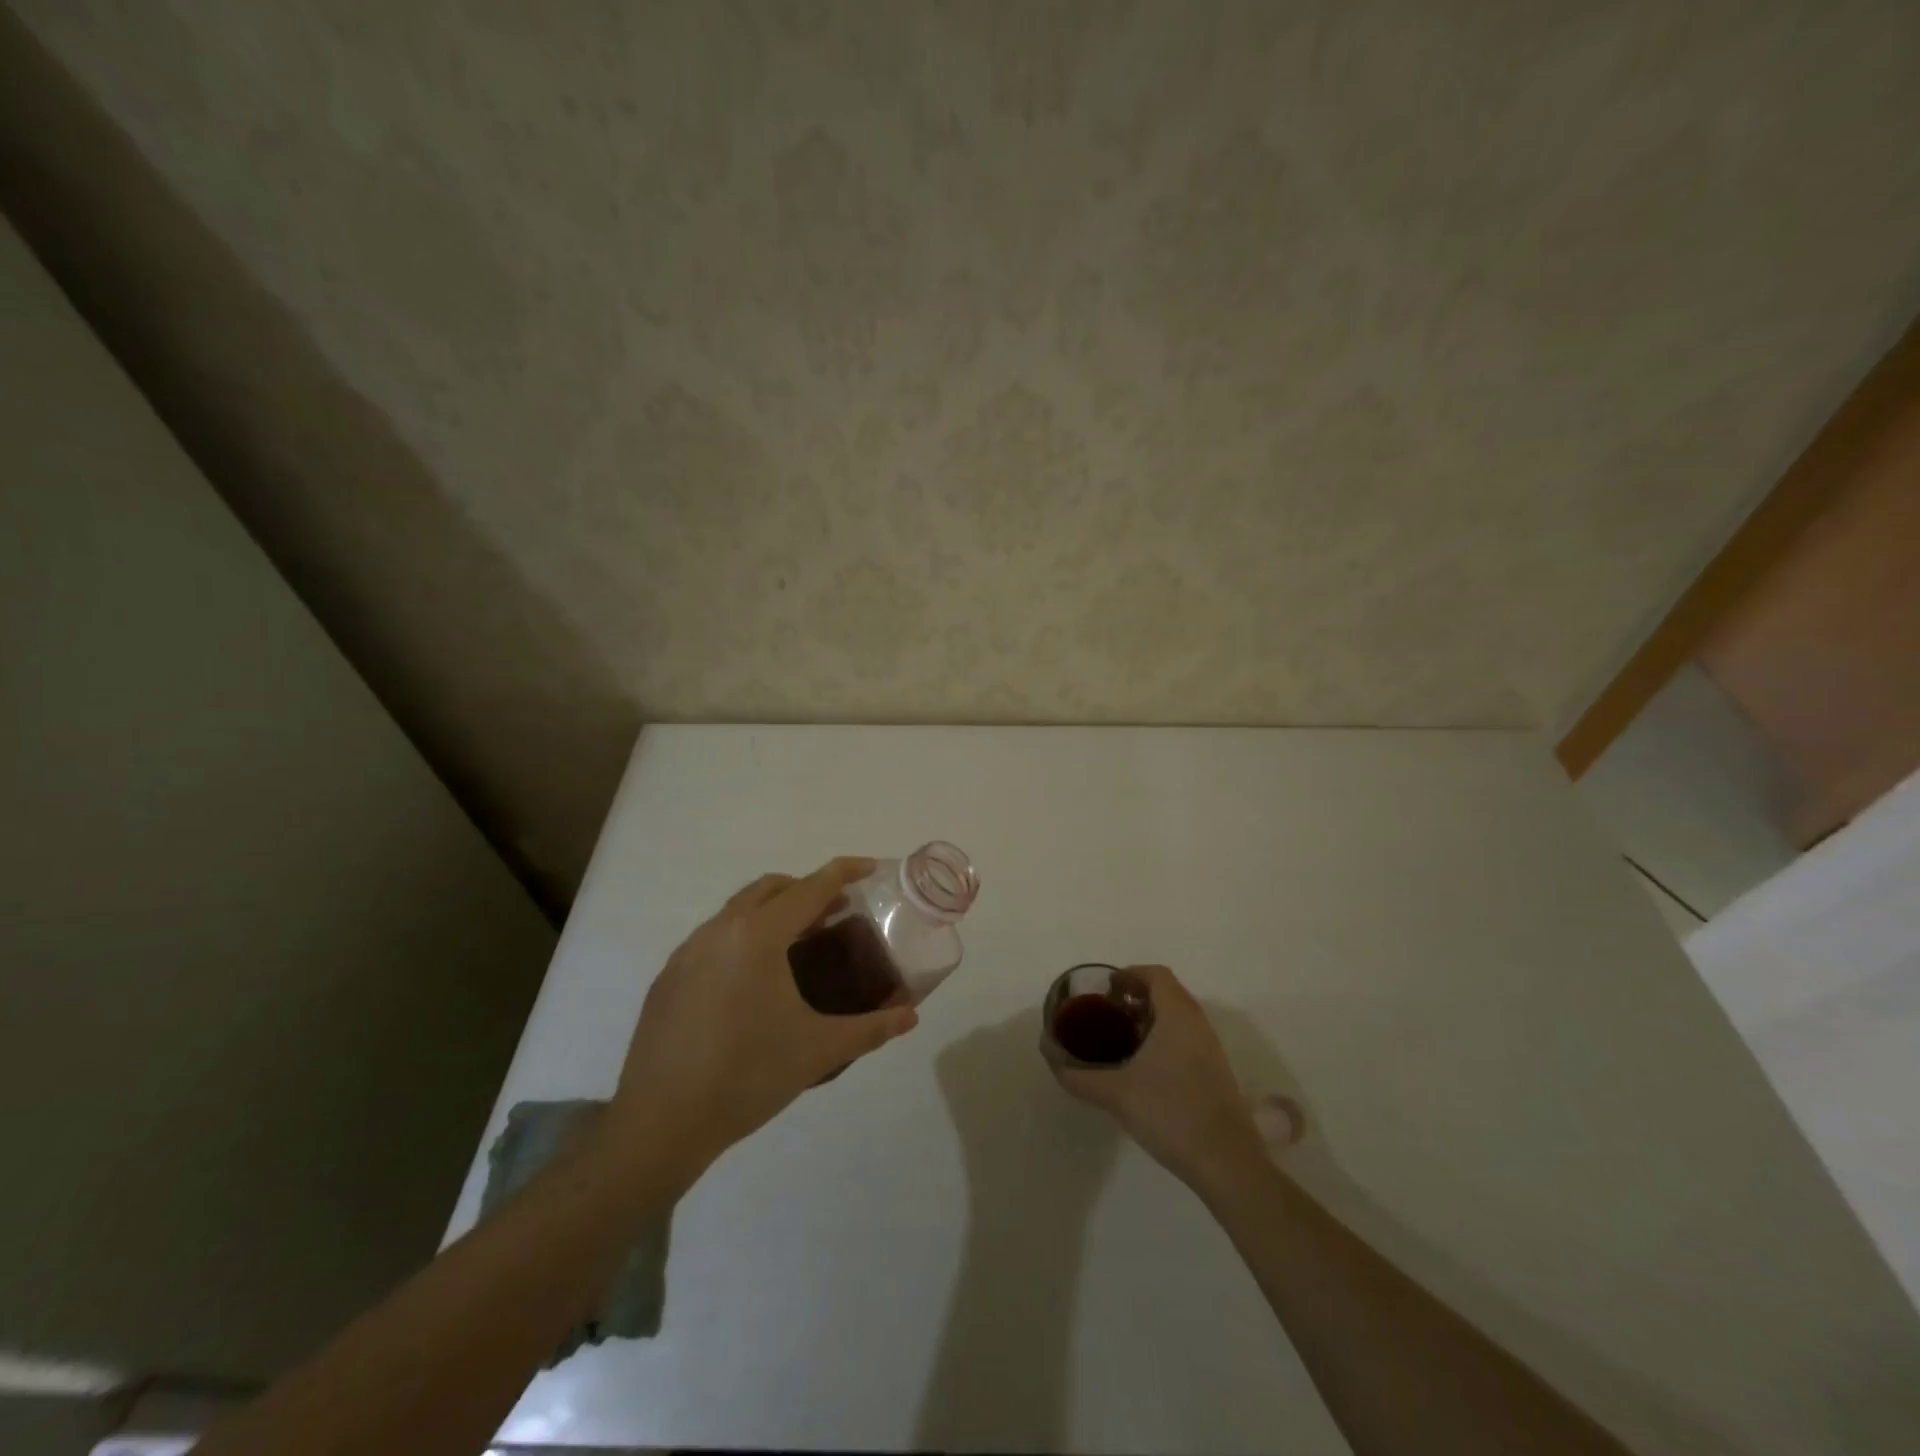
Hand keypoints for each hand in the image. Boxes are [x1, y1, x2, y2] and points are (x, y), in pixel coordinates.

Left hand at [605, 858, 918, 1181]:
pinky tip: (754, 982)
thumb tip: (911, 1016)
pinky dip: (744, 937)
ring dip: (773, 912)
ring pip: (738, 910)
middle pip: (771, 888)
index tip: (870, 868)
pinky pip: (714, 937)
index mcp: (759, 936)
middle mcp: (720, 930)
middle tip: (837, 913)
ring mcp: (687, 951)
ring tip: (799, 946)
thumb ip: (871, 1029)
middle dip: (807, 889)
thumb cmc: (747, 1077)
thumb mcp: (819, 1051)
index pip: (811, 888)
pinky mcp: (668, 977)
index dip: (844, 872)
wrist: (660, 1124)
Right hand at [1049, 965, 1265, 1193]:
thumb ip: (1079, 1076)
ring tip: (1121, 1039)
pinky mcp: (1215, 1071)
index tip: (1105, 990)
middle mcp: (1197, 1023)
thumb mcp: (1116, 1094)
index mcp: (1177, 1015)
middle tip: (1107, 1013)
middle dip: (1136, 997)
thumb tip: (1051, 1058)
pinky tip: (1143, 1067)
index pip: (1156, 975)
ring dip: (1150, 1019)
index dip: (1129, 975)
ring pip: (1178, 1017)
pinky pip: (1186, 1037)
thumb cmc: (1170, 1113)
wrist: (1227, 1163)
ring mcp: (1210, 1048)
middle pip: (1167, 993)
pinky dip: (1163, 1038)